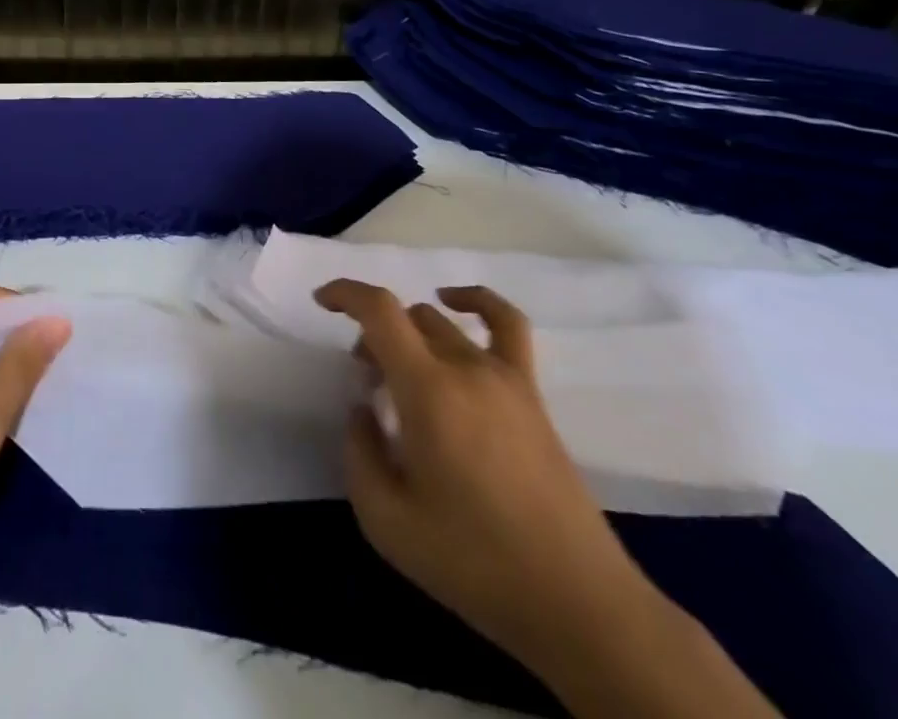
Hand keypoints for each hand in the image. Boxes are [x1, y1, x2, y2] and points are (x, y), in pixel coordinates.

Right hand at [315, 279, 648, 660]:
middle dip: (374, 337)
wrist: (576, 603)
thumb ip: (359, 452)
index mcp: (427, 391)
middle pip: (407, 319)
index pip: (380, 311)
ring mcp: (505, 378)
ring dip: (409, 334)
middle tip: (367, 384)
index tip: (321, 302)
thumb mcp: (386, 520)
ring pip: (442, 323)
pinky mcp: (531, 395)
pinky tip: (457, 304)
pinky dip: (477, 301)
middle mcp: (465, 368)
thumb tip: (363, 411)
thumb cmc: (473, 562)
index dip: (345, 293)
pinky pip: (507, 325)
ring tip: (402, 373)